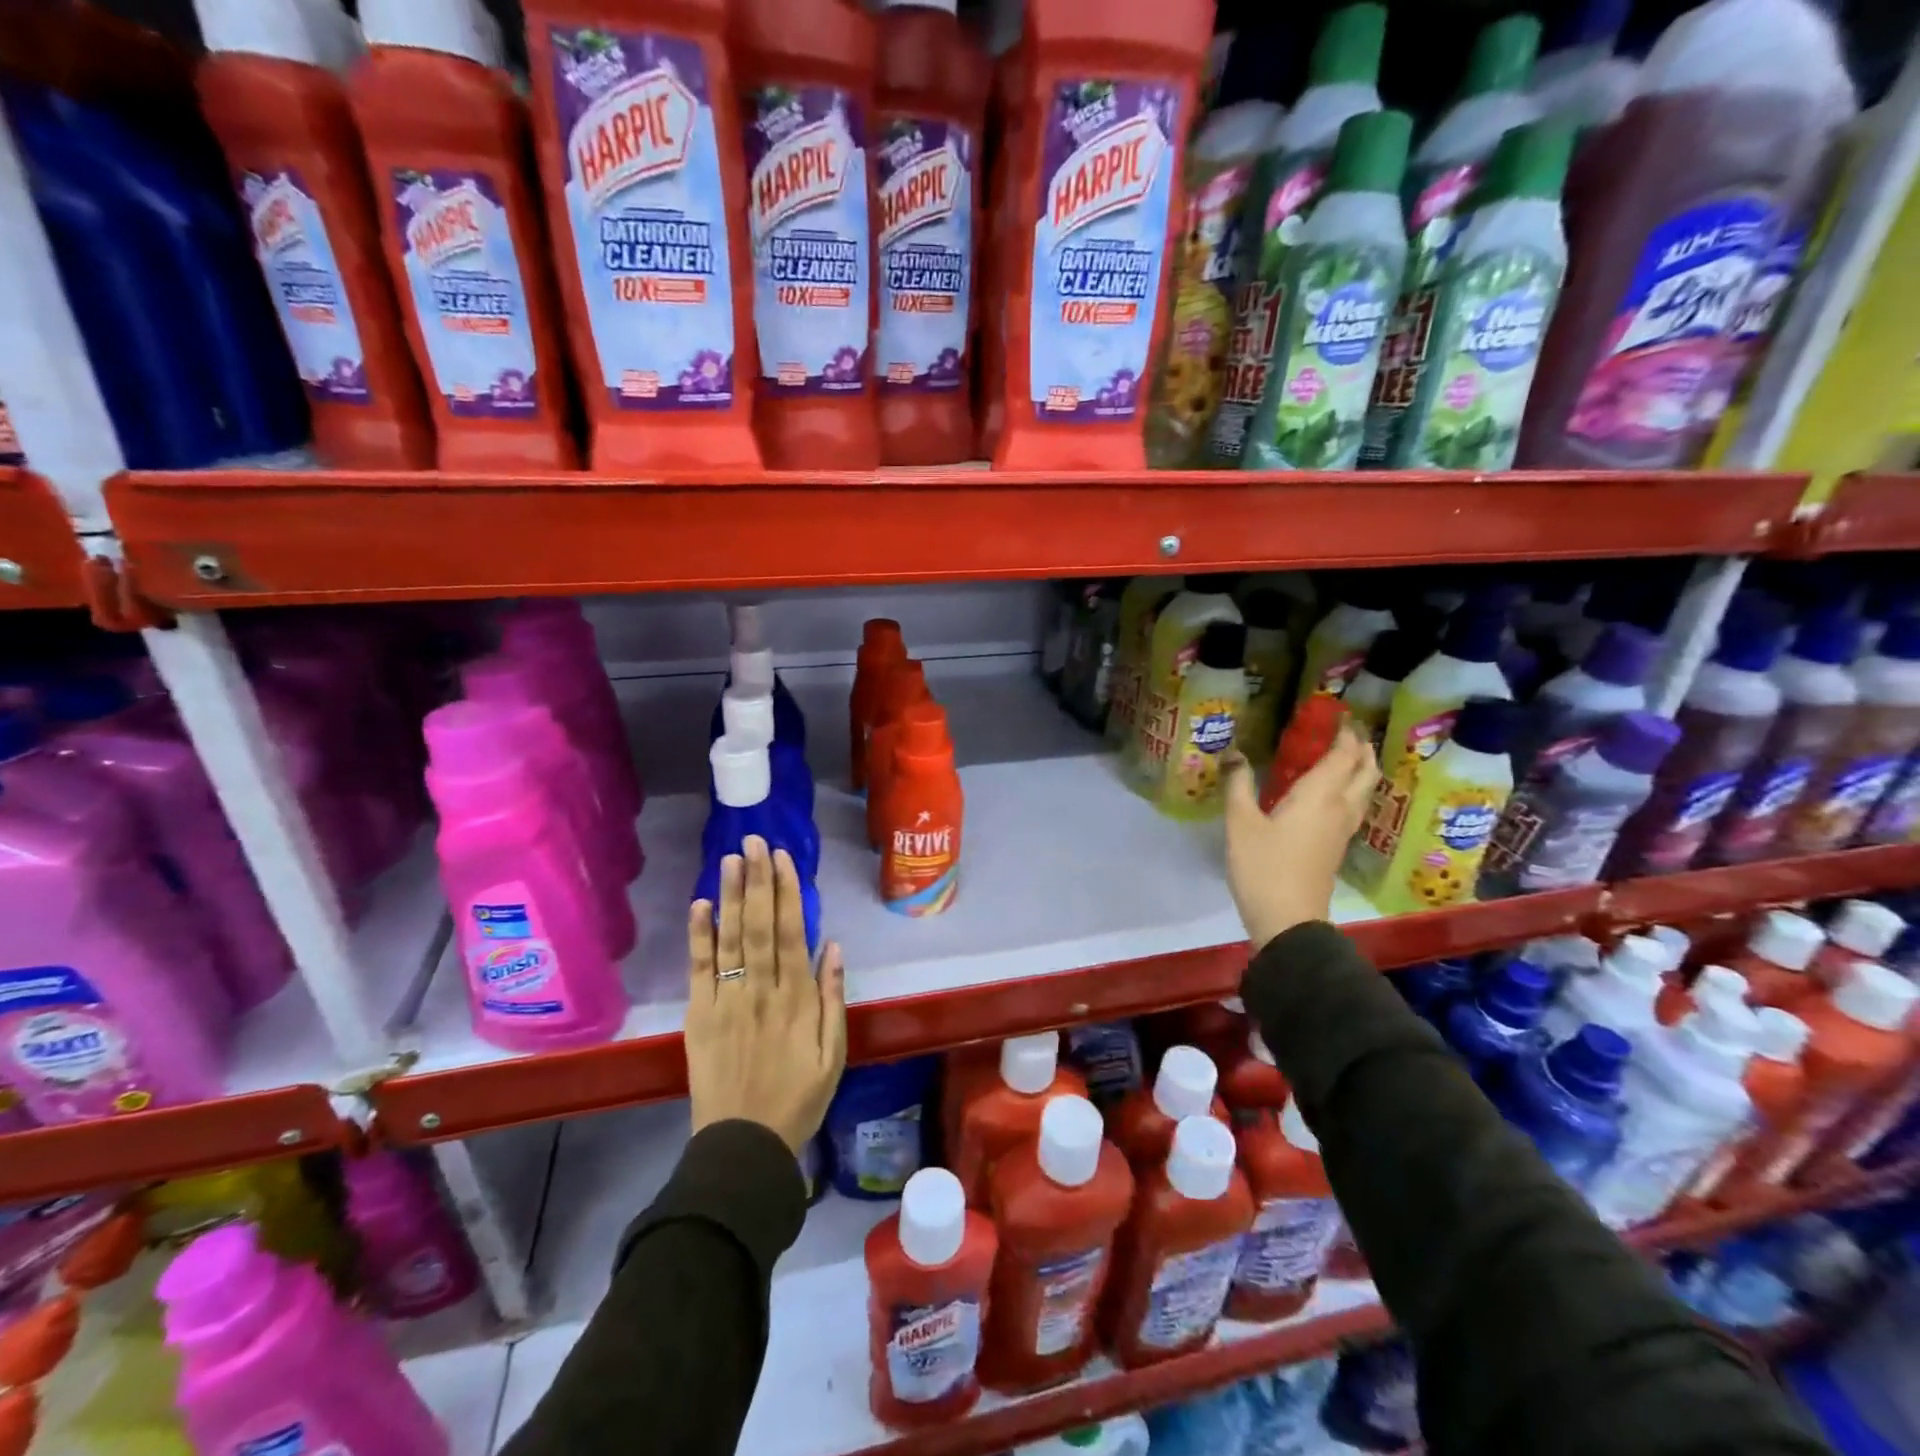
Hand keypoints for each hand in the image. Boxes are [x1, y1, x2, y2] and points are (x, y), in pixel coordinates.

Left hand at [686, 836, 846, 1154]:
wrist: (743, 1145)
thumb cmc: (798, 1098)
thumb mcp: (833, 1054)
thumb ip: (833, 998)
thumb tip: (831, 945)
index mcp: (796, 998)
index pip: (791, 932)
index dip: (788, 892)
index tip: (784, 858)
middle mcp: (761, 990)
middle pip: (759, 925)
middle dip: (758, 880)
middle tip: (755, 840)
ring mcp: (726, 1001)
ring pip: (730, 938)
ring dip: (730, 895)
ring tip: (731, 858)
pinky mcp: (699, 1016)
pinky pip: (699, 969)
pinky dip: (699, 936)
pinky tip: (701, 905)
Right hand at [1223, 725, 1377, 951]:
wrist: (1288, 920)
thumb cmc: (1263, 867)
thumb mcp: (1240, 823)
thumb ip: (1239, 785)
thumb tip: (1235, 754)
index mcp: (1320, 796)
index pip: (1343, 755)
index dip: (1344, 732)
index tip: (1337, 714)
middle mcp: (1340, 808)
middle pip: (1365, 771)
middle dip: (1360, 748)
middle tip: (1344, 732)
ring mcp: (1342, 830)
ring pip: (1364, 791)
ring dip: (1360, 769)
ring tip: (1342, 757)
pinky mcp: (1336, 847)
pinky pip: (1353, 807)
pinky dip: (1350, 789)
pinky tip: (1328, 794)